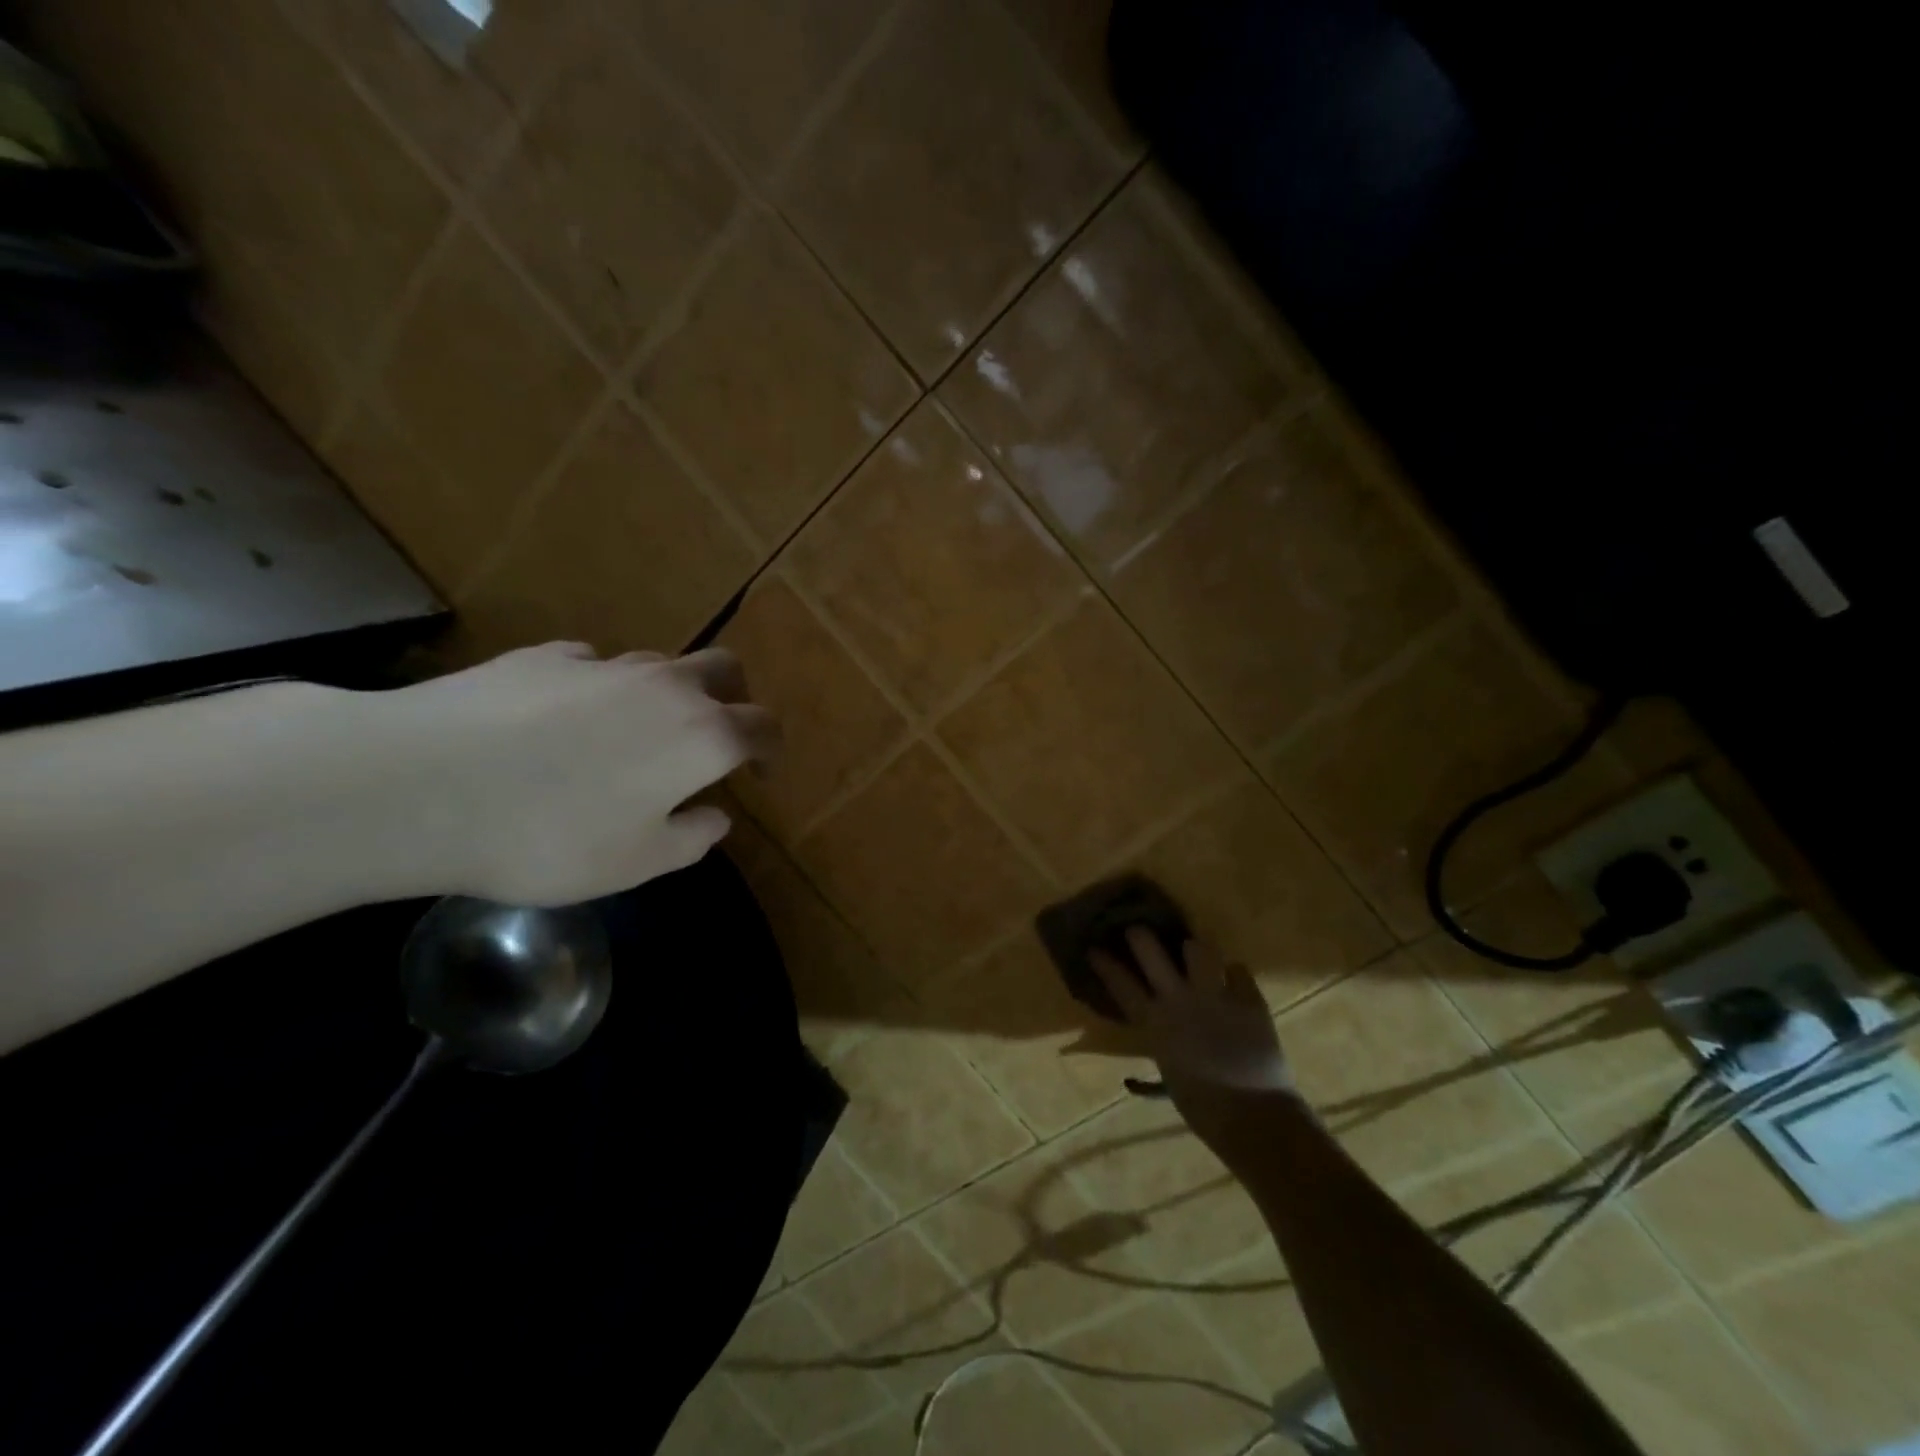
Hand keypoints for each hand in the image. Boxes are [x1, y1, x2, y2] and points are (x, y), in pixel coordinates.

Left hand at [379, 641, 778, 905]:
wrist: (421, 786)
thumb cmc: (550, 837)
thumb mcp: (636, 864)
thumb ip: (692, 838)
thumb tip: (715, 815)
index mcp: (702, 737)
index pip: (762, 726)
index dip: (771, 749)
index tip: (761, 773)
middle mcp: (665, 687)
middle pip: (724, 669)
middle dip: (733, 698)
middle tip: (715, 735)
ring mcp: (604, 665)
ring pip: (659, 664)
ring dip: (665, 694)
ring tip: (630, 736)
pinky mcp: (545, 656)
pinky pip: (593, 667)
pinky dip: (599, 689)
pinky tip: (562, 720)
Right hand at [1090, 929, 1294, 1154]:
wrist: (1255, 1116)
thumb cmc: (1204, 1108)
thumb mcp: (1168, 1080)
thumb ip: (1156, 1058)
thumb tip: (1136, 1070)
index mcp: (1155, 1024)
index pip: (1121, 984)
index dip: (1105, 964)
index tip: (1094, 949)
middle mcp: (1179, 1000)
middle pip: (1151, 952)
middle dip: (1141, 936)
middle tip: (1138, 931)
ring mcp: (1215, 995)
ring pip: (1198, 950)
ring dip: (1194, 950)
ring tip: (1194, 952)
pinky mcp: (1248, 999)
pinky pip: (1239, 970)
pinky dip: (1234, 974)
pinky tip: (1233, 979)